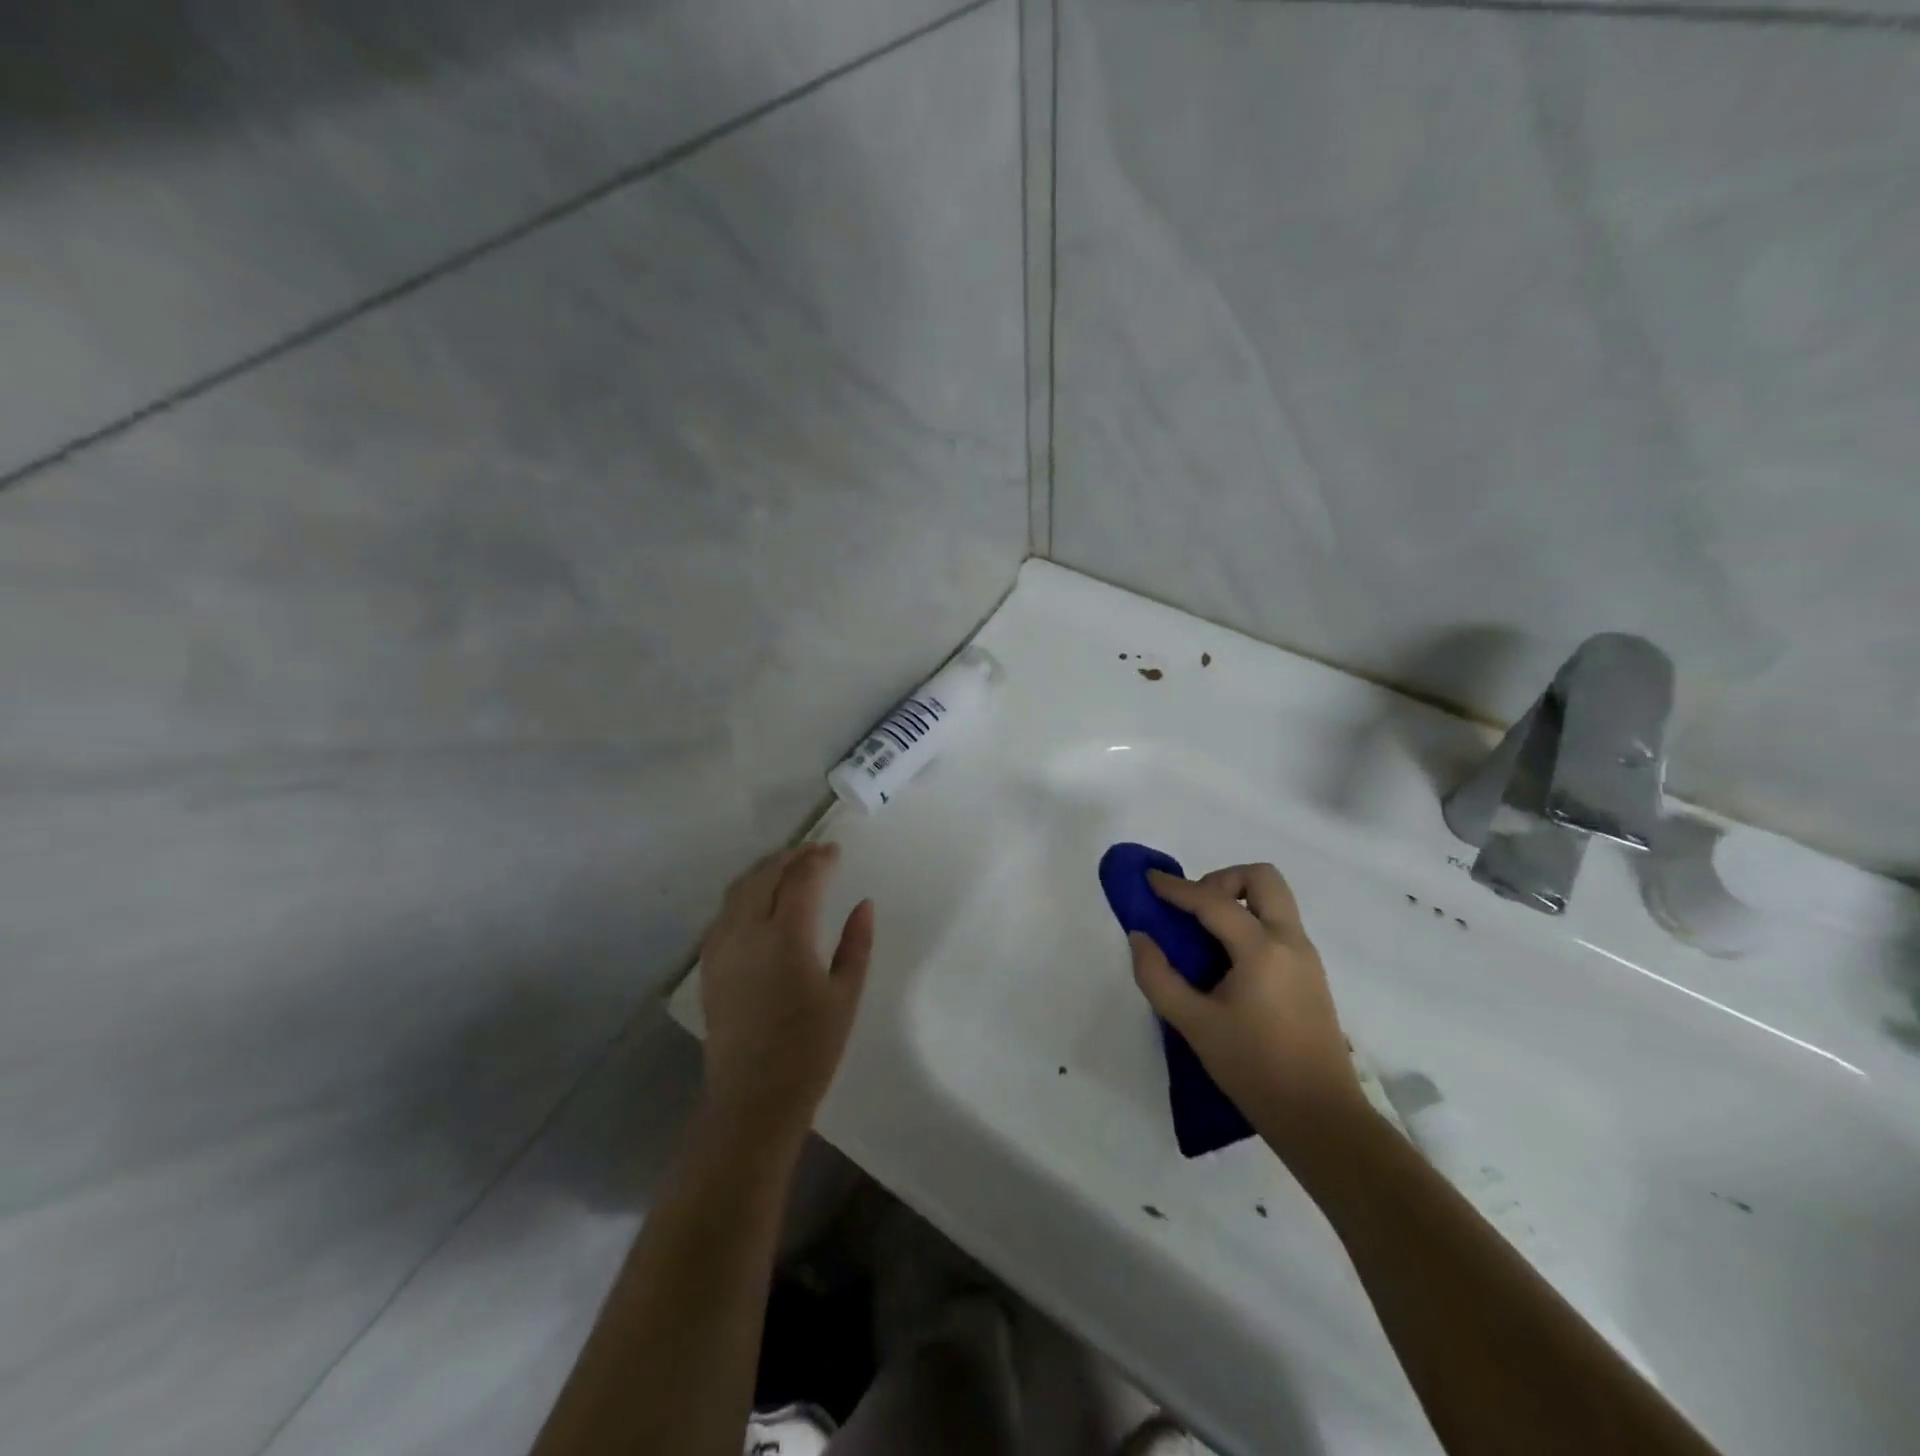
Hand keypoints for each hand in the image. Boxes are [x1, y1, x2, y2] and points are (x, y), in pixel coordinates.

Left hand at [698, 843, 874, 1144]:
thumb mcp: (846, 995)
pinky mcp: (709, 965)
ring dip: (765, 871)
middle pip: (765, 875)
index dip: (819, 859)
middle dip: (791, 857)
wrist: (752, 1100)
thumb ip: (857, 943)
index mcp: (786, 937)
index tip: (836, 851)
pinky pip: (726, 912)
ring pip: (739, 890)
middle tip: (814, 853)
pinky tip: (762, 903)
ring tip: (789, 869)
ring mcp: (721, 947)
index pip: (802, 879)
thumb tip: (863, 904)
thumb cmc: (810, 1050)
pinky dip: (746, 894)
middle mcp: (747, 932)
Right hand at [1129, 864, 1368, 1161]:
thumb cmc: (1254, 1068)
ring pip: (1275, 899)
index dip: (1176, 887)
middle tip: (1193, 909)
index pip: (1213, 901)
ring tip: (1205, 934)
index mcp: (1262, 949)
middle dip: (1223, 880)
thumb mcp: (1194, 1025)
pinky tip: (1228, 960)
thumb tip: (1141, 938)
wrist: (1320, 1117)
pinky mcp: (1311, 974)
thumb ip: (1158, 977)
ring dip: (1238, 899)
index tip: (1149, 879)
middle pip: (1262, 878)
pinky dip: (1251, 921)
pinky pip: (1279, 924)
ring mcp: (1306, 956)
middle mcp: (1290, 941)